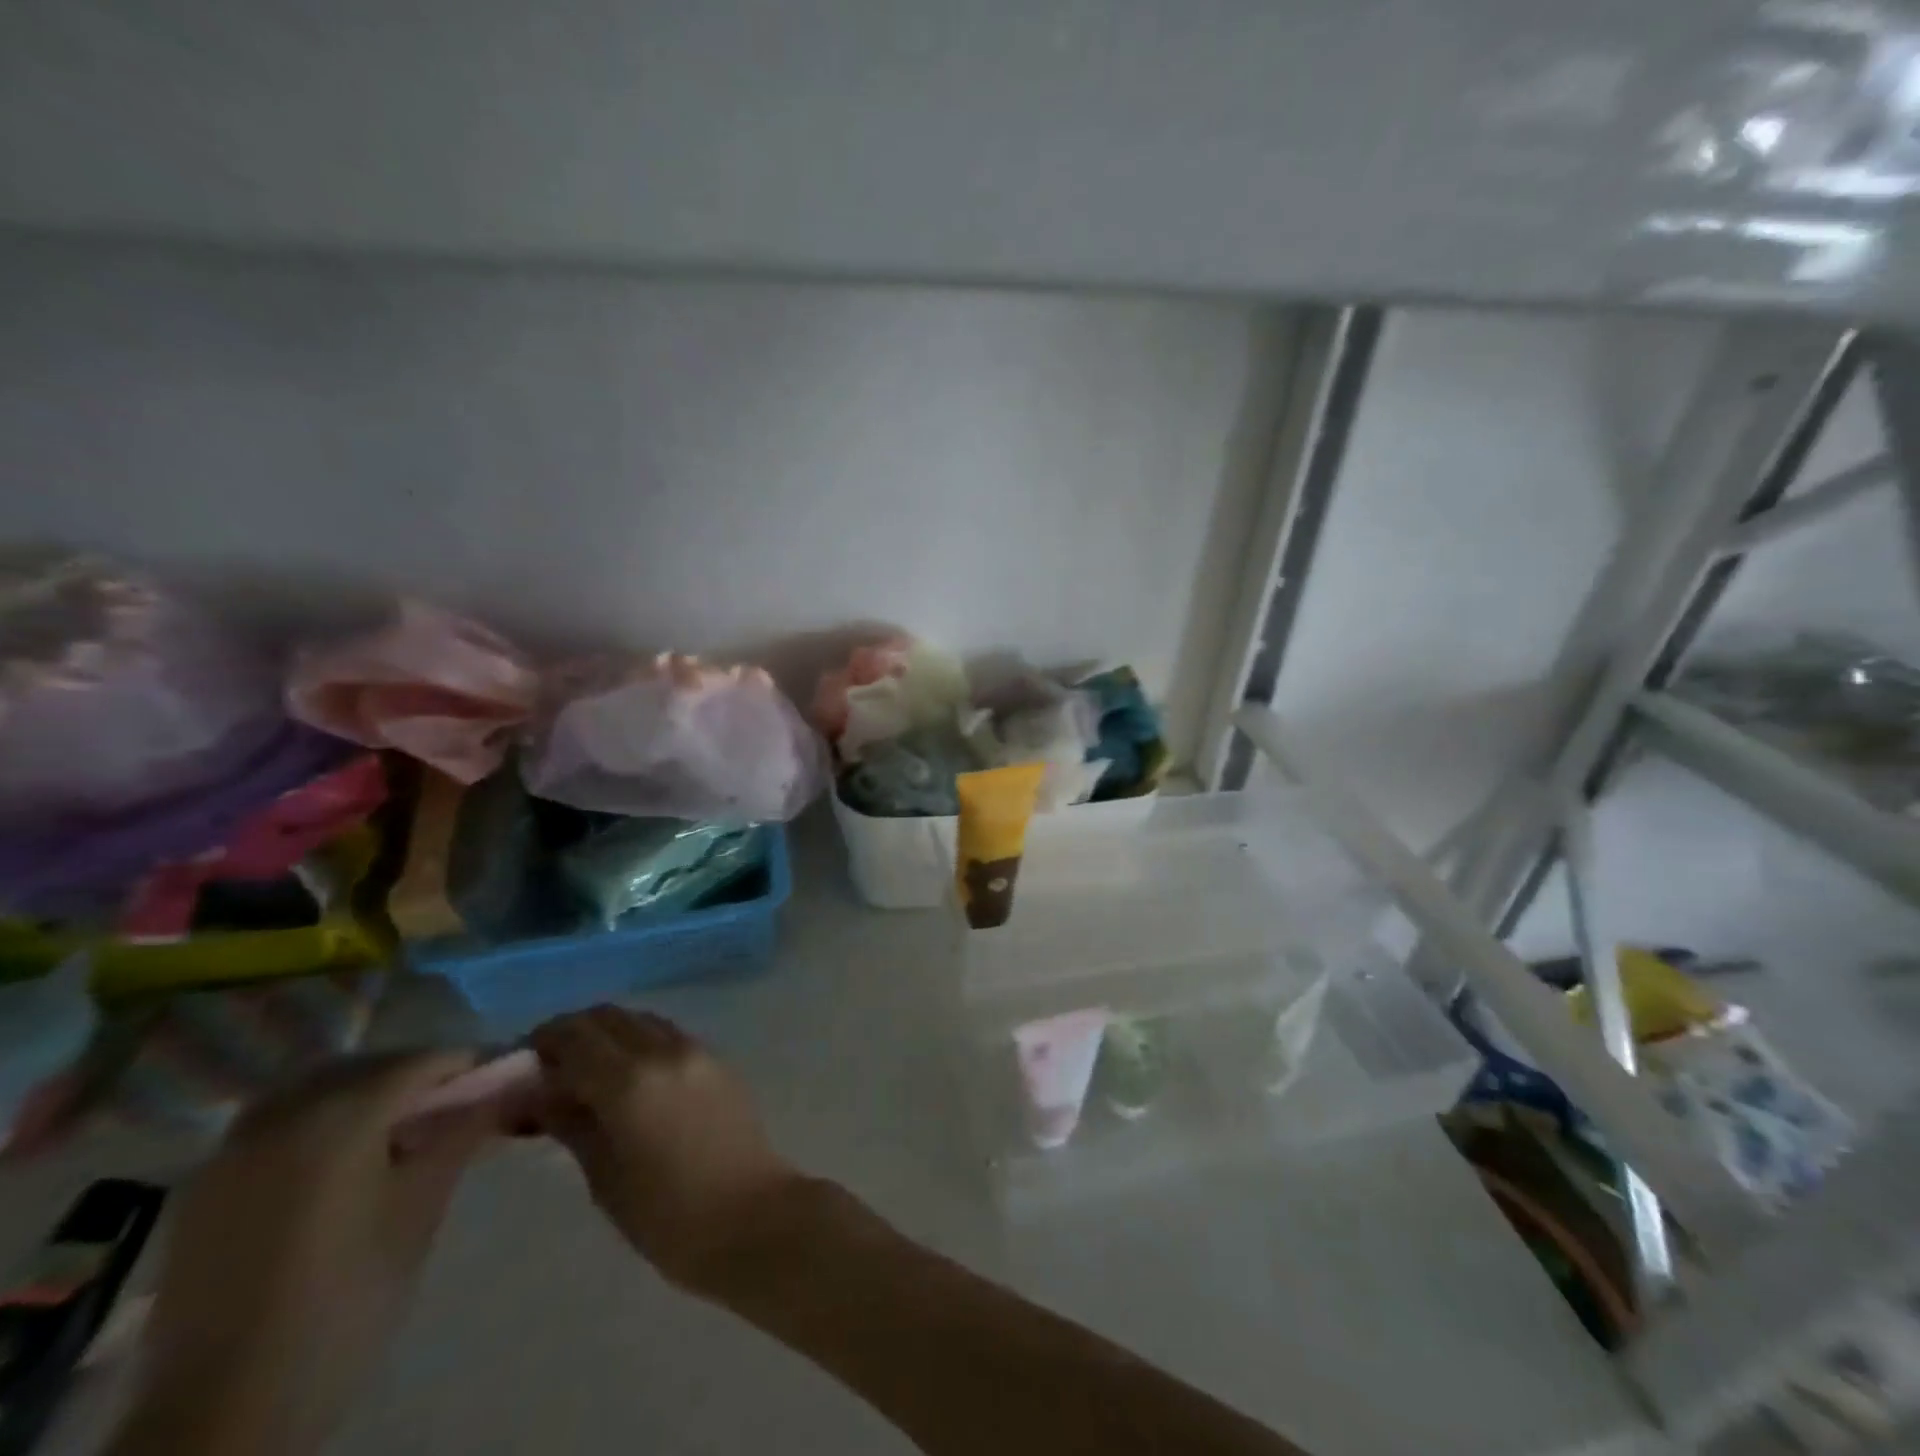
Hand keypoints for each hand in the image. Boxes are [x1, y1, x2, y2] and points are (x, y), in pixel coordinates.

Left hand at [112, 1053, 495, 1455]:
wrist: (225, 1407)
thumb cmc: (347, 1297)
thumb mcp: (421, 1209)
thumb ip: (463, 1134)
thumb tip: (512, 1084)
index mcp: (340, 1116)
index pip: (422, 1061)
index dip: (467, 1065)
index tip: (499, 1081)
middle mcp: (284, 1114)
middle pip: (369, 1066)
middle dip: (416, 1077)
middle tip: (454, 1108)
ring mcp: (236, 1147)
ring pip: (318, 1086)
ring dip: (365, 1091)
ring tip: (398, 1130)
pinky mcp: (208, 1183)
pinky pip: (278, 1120)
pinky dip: (320, 1117)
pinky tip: (341, 1157)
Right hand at [529, 1007, 803, 1291]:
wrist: (750, 1215)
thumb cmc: (667, 1215)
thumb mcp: (604, 1176)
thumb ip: (571, 1124)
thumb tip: (537, 1095)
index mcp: (629, 1081)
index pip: (574, 1036)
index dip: (542, 1042)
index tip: (521, 1062)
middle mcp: (664, 1051)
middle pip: (608, 1016)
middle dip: (573, 1032)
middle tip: (549, 1067)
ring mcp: (696, 1050)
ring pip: (641, 1020)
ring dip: (609, 1033)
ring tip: (588, 1073)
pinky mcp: (717, 1059)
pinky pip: (668, 1034)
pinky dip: (640, 1041)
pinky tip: (629, 1078)